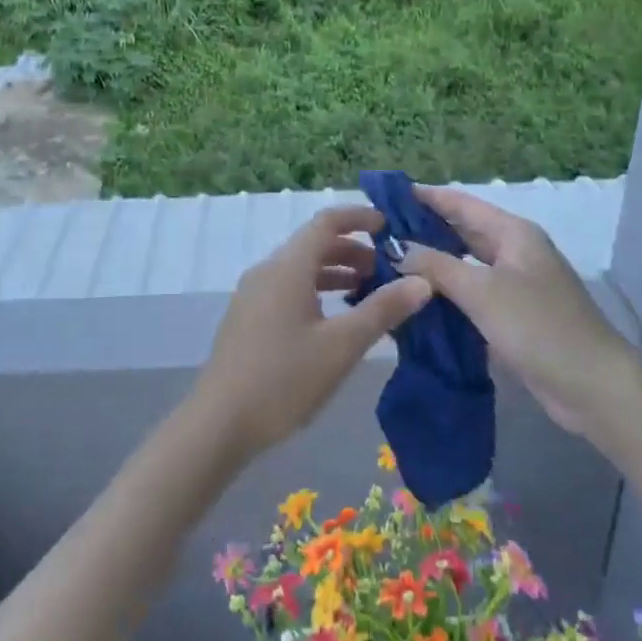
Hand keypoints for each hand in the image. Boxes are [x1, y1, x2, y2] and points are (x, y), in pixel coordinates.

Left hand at [192, 206, 431, 458]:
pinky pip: (288, 287)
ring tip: (368, 293)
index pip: (326, 221)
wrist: (219, 422)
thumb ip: (382, 310)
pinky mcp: (248, 317)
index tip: (390, 226)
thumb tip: (422, 280)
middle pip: (313, 243)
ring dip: (335, 271)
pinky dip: (316, 289)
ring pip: (300, 268)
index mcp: (288, 266)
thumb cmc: (284, 379)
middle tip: (389, 269)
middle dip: (353, 250)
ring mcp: (253, 293)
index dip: (359, 217)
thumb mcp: (342, 346)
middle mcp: (268, 270)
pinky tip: (333, 319)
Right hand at [397, 186, 632, 440]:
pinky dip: (446, 297)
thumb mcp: (482, 291)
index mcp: (512, 233)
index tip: (385, 196)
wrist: (594, 388)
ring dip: (432, 267)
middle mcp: (514, 252)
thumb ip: (436, 266)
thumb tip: (398, 248)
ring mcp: (515, 286)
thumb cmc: (539, 326)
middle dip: (423, 232)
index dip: (425, 197)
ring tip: (388, 266)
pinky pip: (471, 297)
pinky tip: (416, 303)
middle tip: (379, 235)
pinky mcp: (513, 317)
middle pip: (461, 233)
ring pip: (464, 267)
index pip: (460, 204)